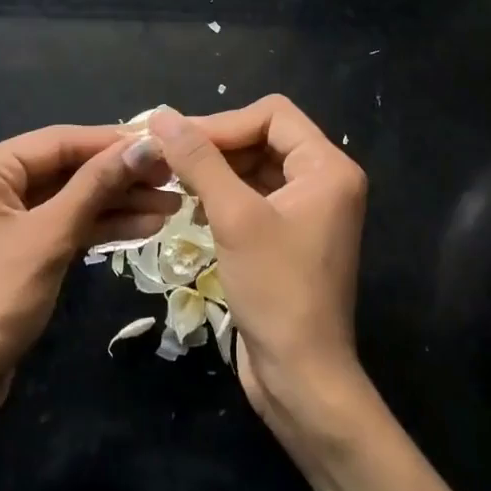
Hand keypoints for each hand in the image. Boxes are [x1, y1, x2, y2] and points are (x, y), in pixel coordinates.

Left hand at [0, 125, 176, 419]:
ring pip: (67, 199)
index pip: (57, 141)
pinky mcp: (11, 247)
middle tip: (172, 179)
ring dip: (116, 204)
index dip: (112, 142)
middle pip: (64, 169)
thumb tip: (144, 145)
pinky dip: (96, 227)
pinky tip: (143, 227)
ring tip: (170, 206)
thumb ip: (97, 185)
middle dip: (119, 177)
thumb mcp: (50, 237)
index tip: (162, 143)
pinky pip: (59, 224)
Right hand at [145, 98, 367, 423]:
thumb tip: (162, 116)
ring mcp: (307, 210)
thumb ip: (199, 161)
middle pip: (263, 138)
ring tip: (170, 179)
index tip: (175, 139)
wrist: (301, 376)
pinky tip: (190, 206)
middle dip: (215, 145)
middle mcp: (324, 181)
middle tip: (164, 157)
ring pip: (254, 168)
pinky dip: (222, 195)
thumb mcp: (234, 218)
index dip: (222, 122)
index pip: (272, 115)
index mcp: (328, 168)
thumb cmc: (275, 291)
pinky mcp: (288, 235)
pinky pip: (253, 197)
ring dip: (214, 170)